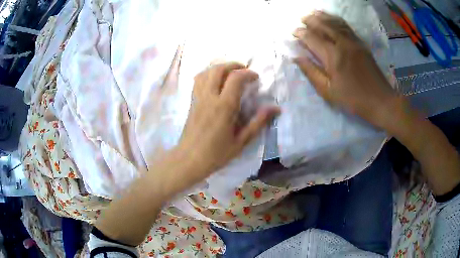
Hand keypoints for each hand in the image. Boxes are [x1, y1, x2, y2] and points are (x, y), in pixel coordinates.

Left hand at [176, 63, 279, 179]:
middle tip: (244, 70)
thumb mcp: (241, 141)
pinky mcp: (192, 101)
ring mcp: (198, 97)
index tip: (256, 78)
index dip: (248, 73)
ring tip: (231, 73)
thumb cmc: (216, 154)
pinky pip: (198, 79)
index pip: (236, 78)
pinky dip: (208, 73)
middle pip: (219, 69)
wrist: (189, 160)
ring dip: (220, 67)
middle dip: (234, 65)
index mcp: (224, 106)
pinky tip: (215, 81)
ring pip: (206, 71)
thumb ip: (258, 122)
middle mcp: (209, 97)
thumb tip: (276, 108)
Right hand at [293, 11, 396, 128]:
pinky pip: (347, 27)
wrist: (381, 101)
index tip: (293, 32)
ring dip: (323, 16)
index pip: (312, 38)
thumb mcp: (328, 92)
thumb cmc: (353, 99)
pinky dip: (337, 20)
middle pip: (324, 25)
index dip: (301, 33)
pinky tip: (332, 18)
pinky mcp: (361, 44)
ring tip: (313, 13)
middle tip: (301, 18)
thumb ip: (312, 73)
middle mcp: (342, 44)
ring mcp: (354, 42)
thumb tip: (297, 58)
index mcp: (333, 57)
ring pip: (335, 23)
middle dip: (311, 20)